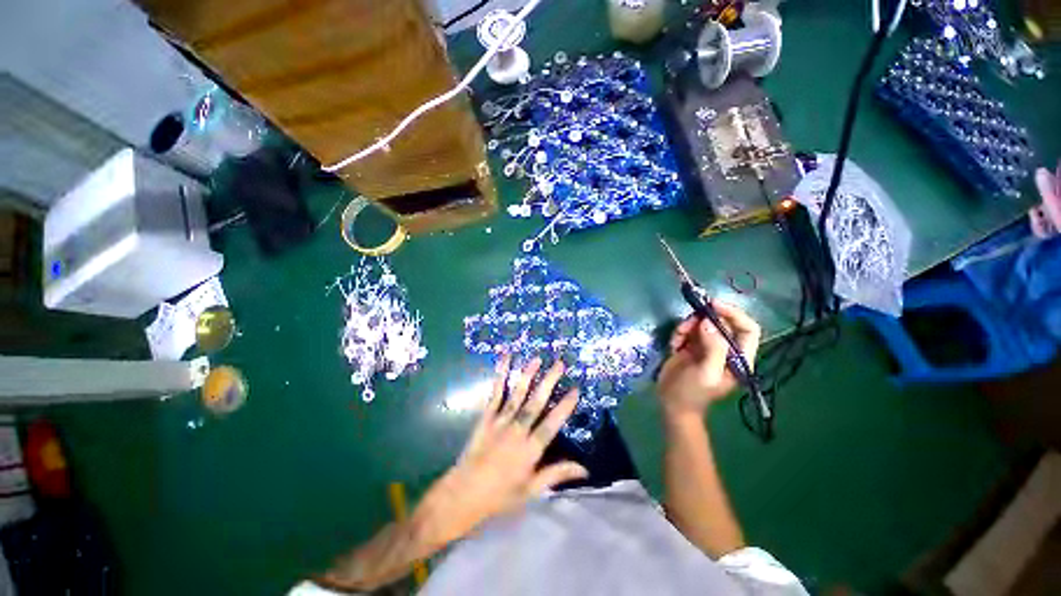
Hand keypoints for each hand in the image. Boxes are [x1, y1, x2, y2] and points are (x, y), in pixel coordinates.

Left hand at [416, 356, 586, 545]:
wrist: (463, 495)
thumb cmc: (500, 496)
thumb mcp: (532, 491)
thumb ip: (557, 475)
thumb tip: (584, 468)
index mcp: (529, 450)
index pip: (551, 424)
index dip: (564, 406)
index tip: (575, 389)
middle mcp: (516, 432)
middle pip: (535, 403)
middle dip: (548, 382)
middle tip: (559, 364)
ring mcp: (499, 422)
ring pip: (516, 395)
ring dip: (527, 375)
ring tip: (537, 359)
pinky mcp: (486, 417)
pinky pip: (495, 394)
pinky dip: (500, 376)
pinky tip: (505, 361)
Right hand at [657, 300, 760, 417]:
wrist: (671, 403)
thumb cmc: (693, 392)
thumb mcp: (706, 373)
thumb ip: (713, 347)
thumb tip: (708, 322)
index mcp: (738, 358)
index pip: (748, 329)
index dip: (734, 314)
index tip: (714, 304)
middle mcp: (725, 350)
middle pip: (722, 323)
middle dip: (704, 319)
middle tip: (688, 322)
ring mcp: (707, 347)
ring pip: (702, 324)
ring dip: (688, 326)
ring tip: (678, 338)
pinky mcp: (690, 346)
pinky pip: (687, 330)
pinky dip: (679, 333)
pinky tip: (673, 345)